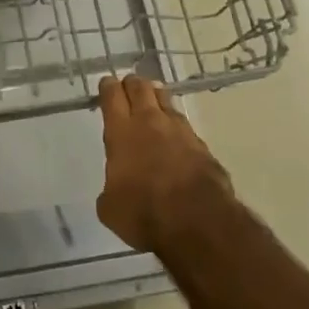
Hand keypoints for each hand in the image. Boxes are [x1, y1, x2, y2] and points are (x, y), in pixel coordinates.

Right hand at [96, 74, 232, 251]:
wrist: (200, 223)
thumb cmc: (145, 213)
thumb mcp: (111, 208)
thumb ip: (110, 189)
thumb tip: (117, 189)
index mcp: (121, 131)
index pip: (112, 95)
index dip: (107, 87)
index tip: (106, 84)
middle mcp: (150, 122)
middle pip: (140, 87)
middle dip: (132, 84)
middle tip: (128, 87)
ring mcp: (180, 131)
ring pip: (166, 100)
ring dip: (156, 97)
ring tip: (153, 100)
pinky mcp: (202, 146)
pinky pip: (185, 126)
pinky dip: (176, 126)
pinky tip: (175, 137)